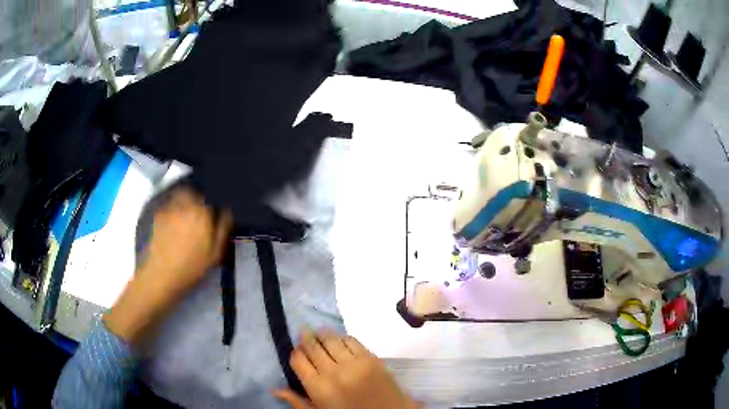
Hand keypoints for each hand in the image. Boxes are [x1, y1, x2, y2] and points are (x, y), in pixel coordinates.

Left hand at [104, 187, 232, 344]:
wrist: (162, 274)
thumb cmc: (192, 267)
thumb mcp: (215, 252)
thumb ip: (223, 227)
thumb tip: (227, 209)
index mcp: (203, 212)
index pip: (211, 194)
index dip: (215, 197)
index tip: (216, 204)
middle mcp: (186, 204)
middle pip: (194, 189)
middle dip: (198, 194)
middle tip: (201, 206)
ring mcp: (170, 207)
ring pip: (180, 193)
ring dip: (185, 196)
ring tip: (187, 209)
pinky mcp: (158, 214)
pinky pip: (169, 203)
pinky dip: (173, 205)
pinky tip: (174, 219)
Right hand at [273, 329, 417, 408]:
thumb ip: (297, 401)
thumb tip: (275, 389)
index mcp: (318, 388)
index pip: (298, 360)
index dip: (296, 353)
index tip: (297, 351)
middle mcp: (333, 372)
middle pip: (313, 346)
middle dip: (306, 337)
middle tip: (304, 331)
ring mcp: (353, 363)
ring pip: (330, 339)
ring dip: (322, 334)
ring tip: (319, 332)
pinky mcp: (371, 357)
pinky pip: (351, 340)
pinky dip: (342, 337)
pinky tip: (339, 339)